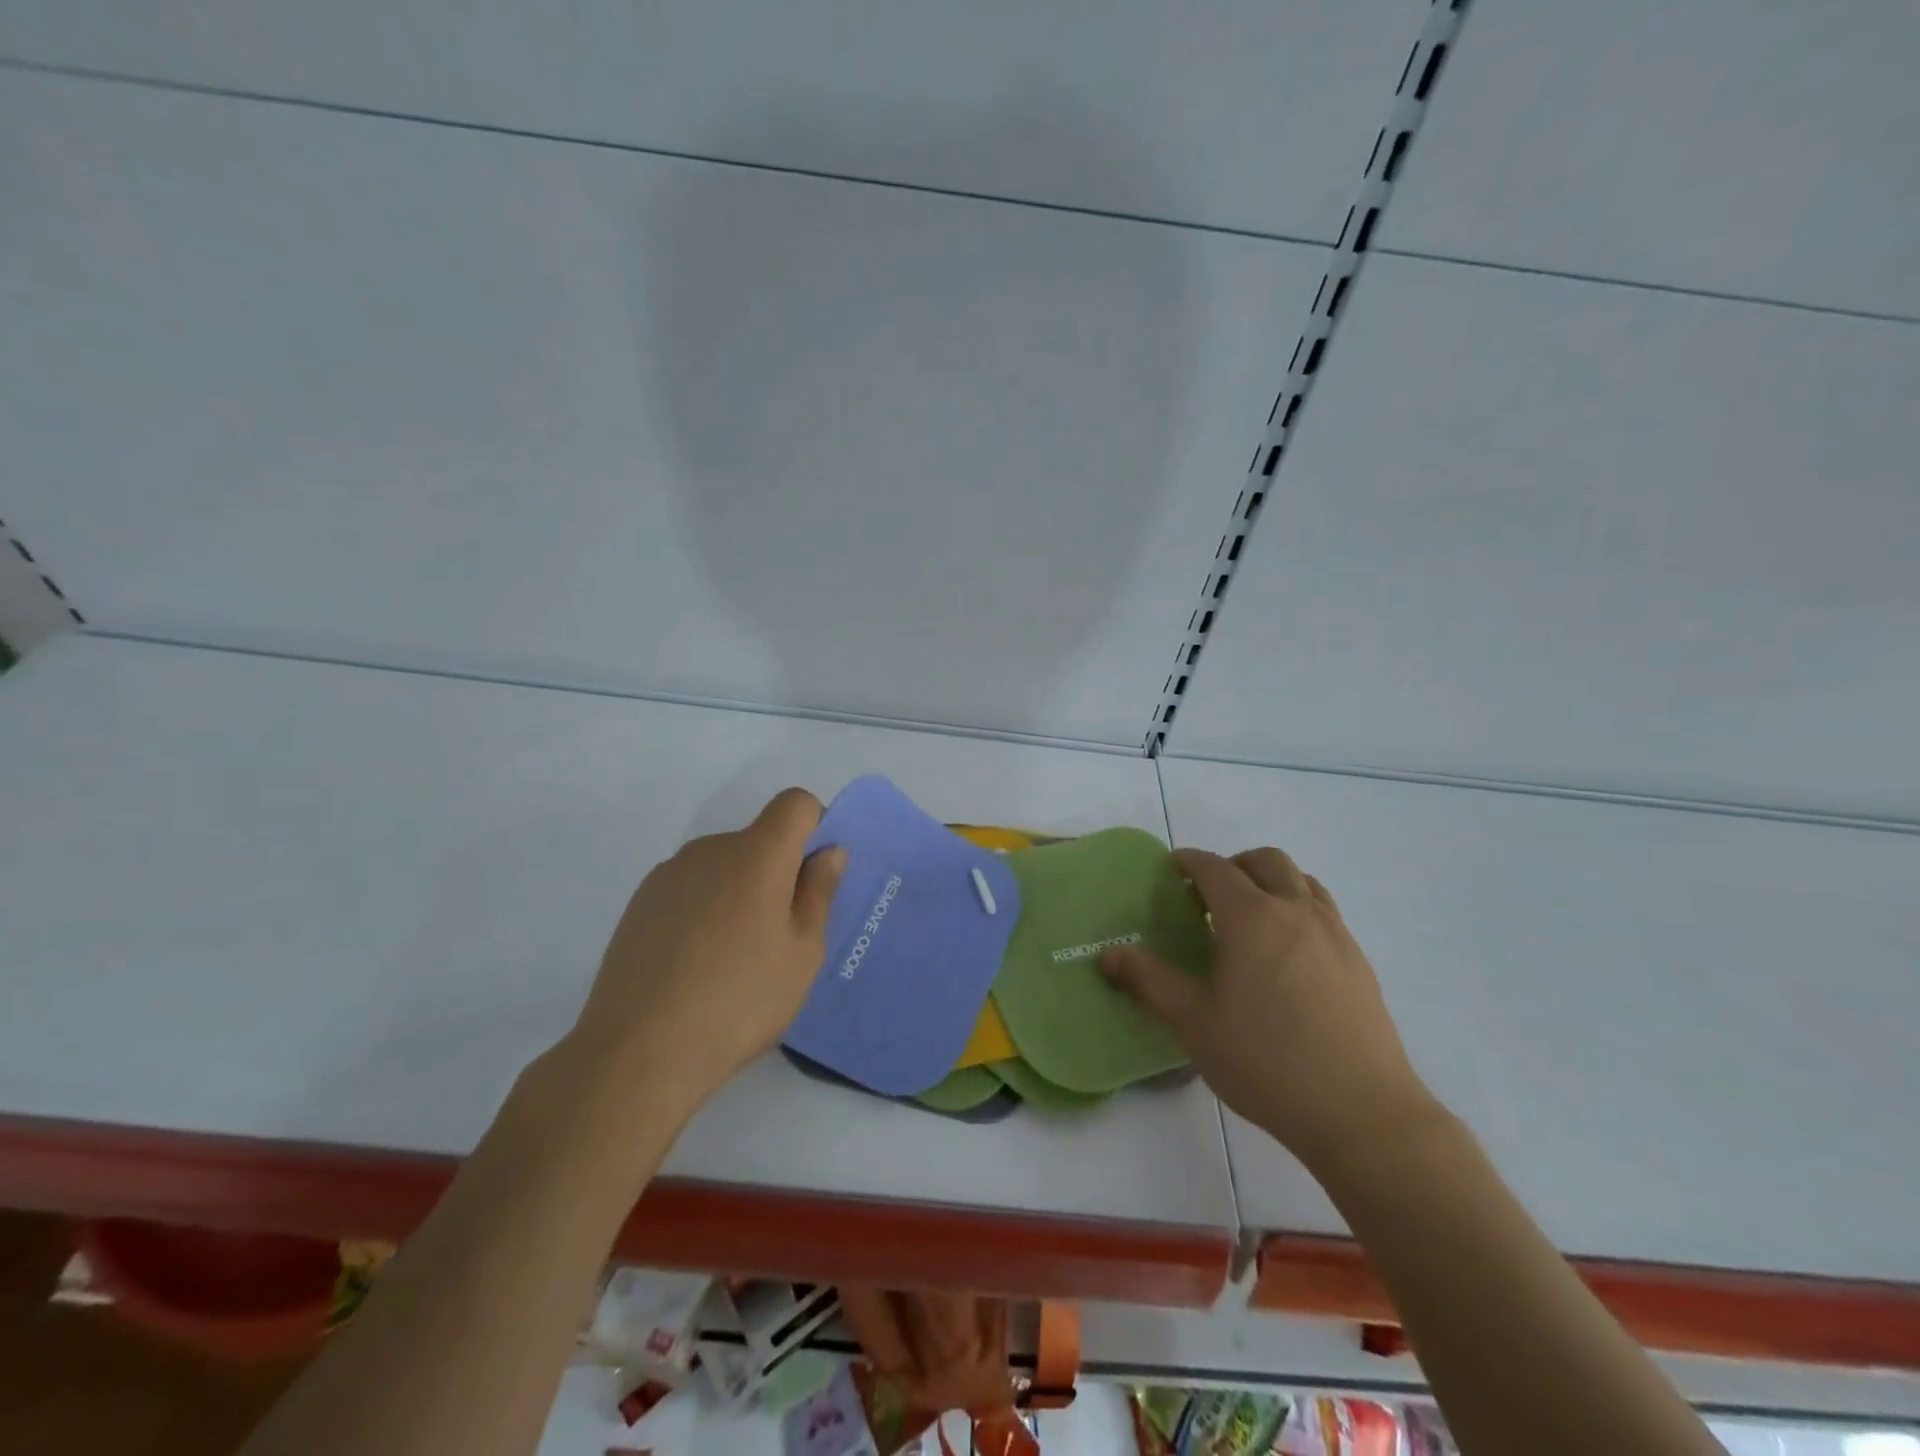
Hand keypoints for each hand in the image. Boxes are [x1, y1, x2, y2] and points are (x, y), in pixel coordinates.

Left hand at [562, 787, 845, 1115]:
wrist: (639, 1051)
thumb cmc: (740, 999)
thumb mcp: (802, 952)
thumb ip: (819, 892)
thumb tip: (829, 851)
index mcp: (757, 854)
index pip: (795, 803)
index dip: (815, 826)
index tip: (815, 876)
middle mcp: (710, 850)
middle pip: (758, 839)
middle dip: (778, 871)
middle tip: (779, 936)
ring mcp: (669, 874)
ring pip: (723, 866)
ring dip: (739, 892)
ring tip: (732, 958)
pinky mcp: (639, 903)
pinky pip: (690, 888)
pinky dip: (704, 909)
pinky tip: (694, 964)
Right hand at [1102, 847, 1442, 1176]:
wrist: (1362, 1112)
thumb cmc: (1265, 1061)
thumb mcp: (1193, 1022)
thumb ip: (1149, 981)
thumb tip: (1108, 955)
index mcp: (1251, 917)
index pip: (1215, 868)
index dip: (1189, 861)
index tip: (1172, 868)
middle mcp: (1295, 912)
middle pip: (1265, 861)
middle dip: (1233, 864)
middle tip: (1209, 896)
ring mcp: (1334, 934)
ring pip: (1302, 881)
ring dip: (1271, 881)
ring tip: (1251, 918)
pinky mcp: (1359, 962)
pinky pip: (1324, 911)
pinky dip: (1299, 908)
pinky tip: (1287, 954)